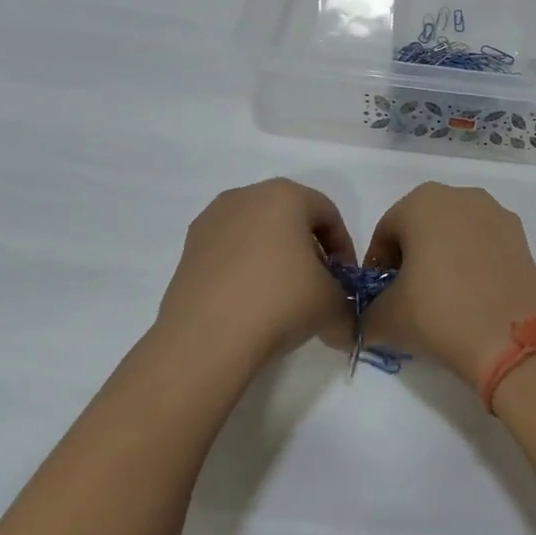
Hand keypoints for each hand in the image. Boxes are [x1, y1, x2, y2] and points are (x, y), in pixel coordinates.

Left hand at [155, 180, 355, 375]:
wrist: (206, 339)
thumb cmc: (280, 302)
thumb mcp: (333, 302)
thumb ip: (346, 298)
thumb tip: (340, 313)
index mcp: (284, 195)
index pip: (327, 213)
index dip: (344, 248)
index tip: (346, 280)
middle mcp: (244, 196)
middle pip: (290, 218)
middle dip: (309, 250)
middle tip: (319, 285)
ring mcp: (211, 221)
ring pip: (257, 233)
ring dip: (276, 259)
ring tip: (284, 297)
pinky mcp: (189, 250)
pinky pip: (230, 252)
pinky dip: (246, 270)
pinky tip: (252, 304)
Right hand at [360, 183, 535, 385]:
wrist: (510, 339)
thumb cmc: (438, 313)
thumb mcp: (386, 318)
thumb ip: (367, 312)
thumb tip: (367, 320)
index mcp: (421, 202)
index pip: (385, 233)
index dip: (377, 267)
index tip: (379, 298)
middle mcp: (460, 196)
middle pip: (421, 227)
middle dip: (411, 258)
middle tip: (408, 297)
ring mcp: (496, 214)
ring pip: (455, 234)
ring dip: (443, 258)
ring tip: (442, 298)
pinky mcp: (521, 237)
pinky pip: (484, 245)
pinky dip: (472, 263)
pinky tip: (471, 297)